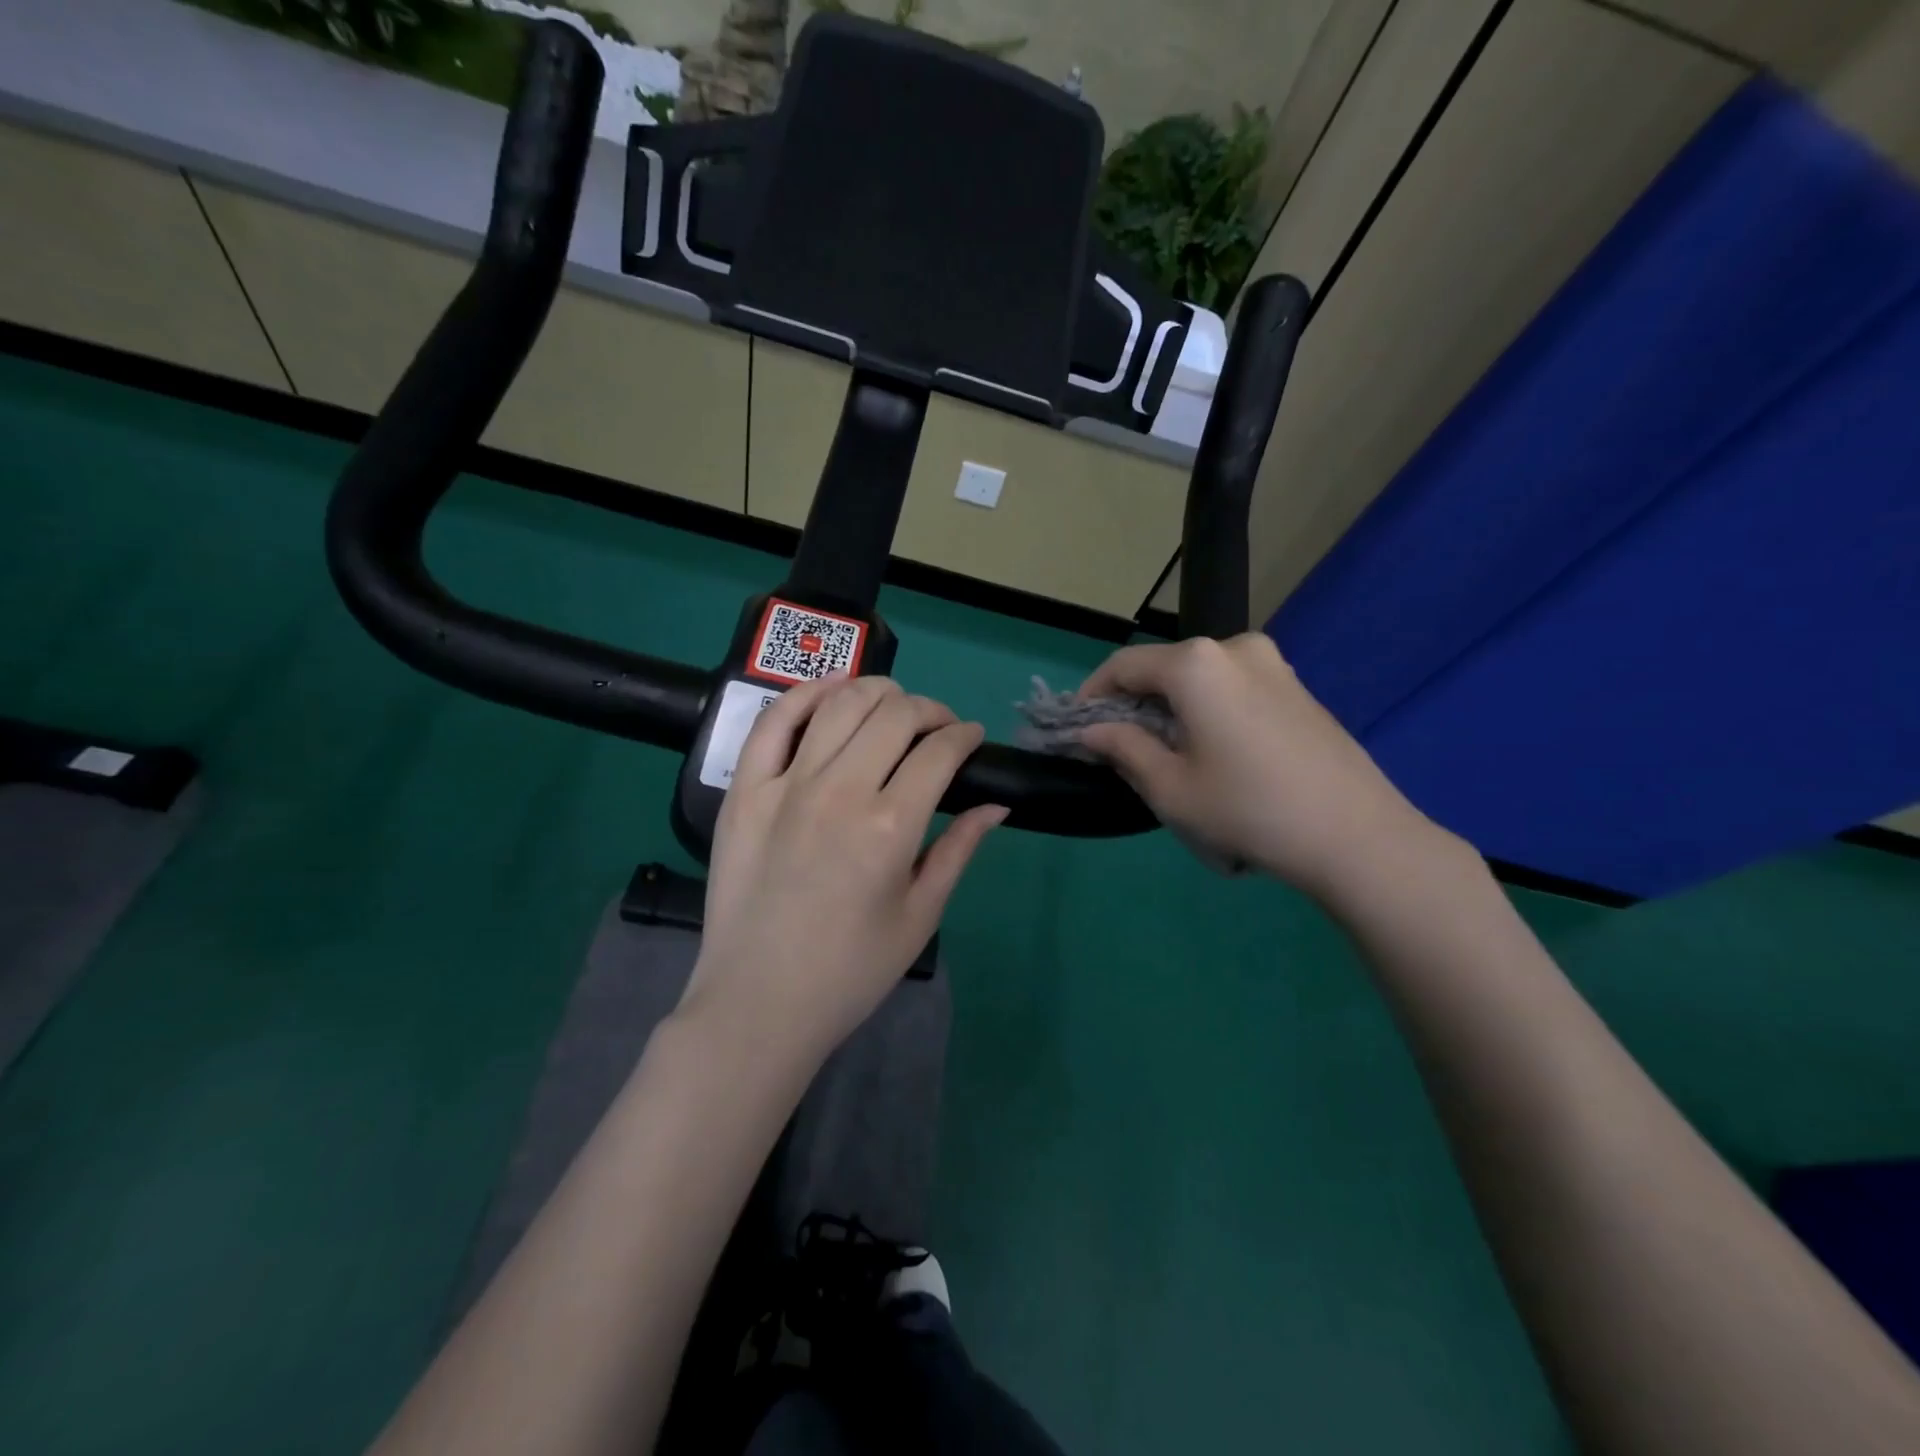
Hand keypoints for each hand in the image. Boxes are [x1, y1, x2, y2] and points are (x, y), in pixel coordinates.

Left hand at [678, 675, 1006, 1071]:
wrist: (758, 1002)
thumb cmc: (850, 970)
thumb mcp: (920, 915)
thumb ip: (959, 850)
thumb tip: (998, 804)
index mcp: (890, 826)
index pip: (939, 751)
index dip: (964, 736)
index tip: (971, 739)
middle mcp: (840, 791)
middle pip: (895, 714)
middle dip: (930, 710)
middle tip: (938, 728)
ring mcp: (786, 785)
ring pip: (839, 704)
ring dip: (877, 691)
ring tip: (893, 703)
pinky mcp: (744, 791)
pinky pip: (773, 722)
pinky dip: (805, 694)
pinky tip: (830, 691)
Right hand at [1076, 634, 1445, 901]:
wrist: (1356, 836)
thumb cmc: (1248, 810)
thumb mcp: (1171, 788)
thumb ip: (1123, 749)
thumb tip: (1092, 731)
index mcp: (1196, 664)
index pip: (1123, 666)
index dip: (1092, 695)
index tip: (1078, 729)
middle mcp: (1234, 647)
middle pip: (1163, 669)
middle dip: (1135, 705)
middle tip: (1121, 750)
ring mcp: (1273, 664)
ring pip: (1200, 679)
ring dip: (1172, 709)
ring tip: (1169, 757)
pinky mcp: (1297, 687)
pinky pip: (1233, 688)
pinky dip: (1208, 710)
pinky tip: (1215, 754)